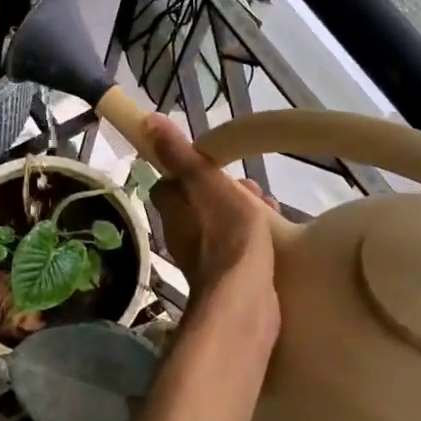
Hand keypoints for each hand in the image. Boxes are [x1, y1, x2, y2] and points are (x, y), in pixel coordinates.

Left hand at [145, 114, 279, 305]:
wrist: (244, 299)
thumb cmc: (226, 234)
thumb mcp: (205, 183)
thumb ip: (179, 154)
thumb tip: (148, 121)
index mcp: (171, 209)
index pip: (173, 181)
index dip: (193, 169)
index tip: (218, 163)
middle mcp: (179, 233)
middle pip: (199, 202)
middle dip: (225, 190)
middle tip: (252, 186)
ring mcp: (201, 258)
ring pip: (219, 222)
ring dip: (241, 211)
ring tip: (269, 206)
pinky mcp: (224, 278)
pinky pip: (235, 246)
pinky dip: (249, 236)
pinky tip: (273, 236)